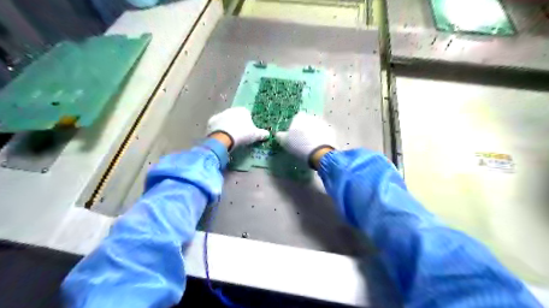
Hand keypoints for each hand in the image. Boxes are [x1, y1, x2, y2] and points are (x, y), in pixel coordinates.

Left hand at [207, 106, 269, 149]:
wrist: (224, 138)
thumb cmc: (242, 134)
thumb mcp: (255, 135)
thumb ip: (262, 134)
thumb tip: (268, 134)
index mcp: (243, 110)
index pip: (248, 115)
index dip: (248, 123)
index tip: (248, 131)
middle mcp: (231, 110)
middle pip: (235, 116)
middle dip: (237, 123)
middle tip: (239, 135)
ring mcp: (220, 114)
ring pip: (225, 120)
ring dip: (227, 126)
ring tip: (230, 137)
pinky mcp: (211, 121)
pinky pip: (217, 125)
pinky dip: (219, 130)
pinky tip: (221, 137)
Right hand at [274, 110, 334, 166]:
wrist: (318, 153)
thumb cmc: (299, 146)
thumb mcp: (284, 142)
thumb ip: (280, 136)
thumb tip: (278, 134)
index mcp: (299, 118)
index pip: (297, 118)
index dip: (295, 125)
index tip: (294, 134)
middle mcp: (311, 117)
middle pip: (307, 121)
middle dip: (306, 128)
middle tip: (303, 139)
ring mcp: (322, 123)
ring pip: (316, 126)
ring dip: (314, 132)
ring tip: (312, 144)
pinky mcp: (331, 131)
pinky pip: (324, 133)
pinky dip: (322, 137)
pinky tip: (319, 146)